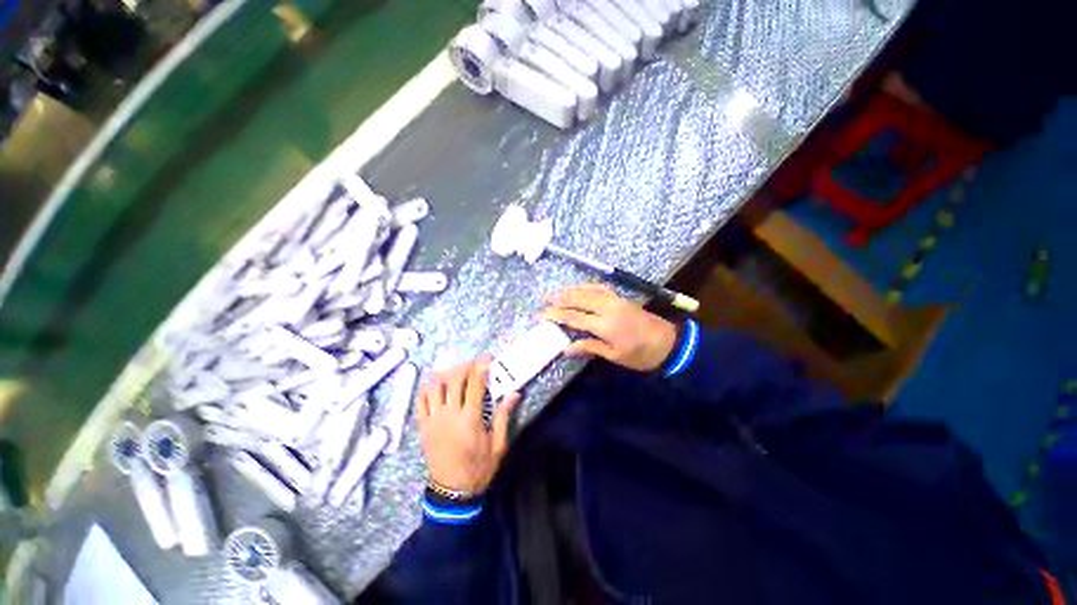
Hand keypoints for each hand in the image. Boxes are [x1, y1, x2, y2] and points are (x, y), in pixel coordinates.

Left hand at [417, 357, 520, 494]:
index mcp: (470, 418)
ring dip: (445, 374)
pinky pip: (420, 401)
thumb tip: (513, 393)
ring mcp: (433, 420)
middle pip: (454, 380)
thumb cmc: (478, 467)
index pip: (475, 383)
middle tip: (473, 364)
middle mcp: (450, 414)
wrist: (452, 492)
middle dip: (465, 366)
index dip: (482, 367)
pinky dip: (427, 388)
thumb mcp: (498, 445)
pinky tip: (435, 384)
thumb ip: (503, 416)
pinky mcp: (422, 427)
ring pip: (434, 387)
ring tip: (455, 371)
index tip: (488, 358)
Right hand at [541, 283, 676, 371]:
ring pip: (588, 290)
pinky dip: (586, 286)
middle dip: (558, 299)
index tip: (541, 314)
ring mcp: (614, 300)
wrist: (668, 343)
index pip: (574, 317)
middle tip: (543, 298)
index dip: (556, 315)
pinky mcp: (620, 297)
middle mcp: (607, 308)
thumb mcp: (614, 355)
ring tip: (556, 291)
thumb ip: (590, 347)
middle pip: (578, 300)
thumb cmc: (640, 354)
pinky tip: (579, 287)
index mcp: (605, 325)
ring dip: (570, 290)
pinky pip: (600, 287)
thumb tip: (566, 348)